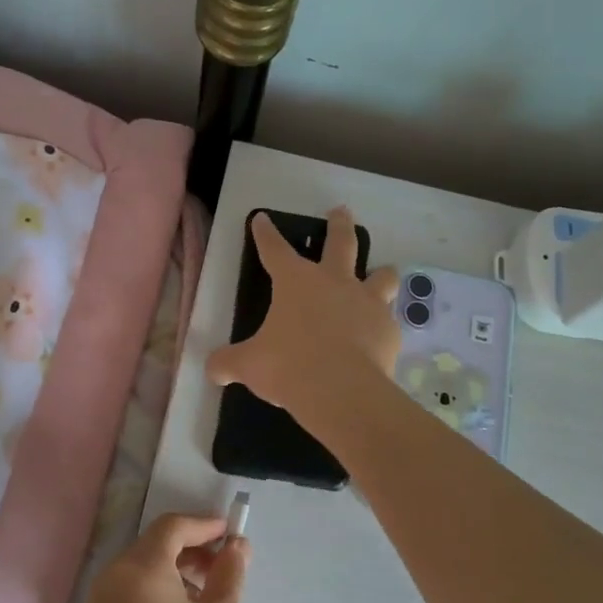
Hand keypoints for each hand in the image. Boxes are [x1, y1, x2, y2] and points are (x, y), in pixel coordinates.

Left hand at [72, 513, 250, 602]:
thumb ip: (229, 571)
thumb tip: (237, 545)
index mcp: (136, 572)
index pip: (170, 528)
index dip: (202, 526)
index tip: (229, 533)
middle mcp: (103, 586)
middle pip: (147, 551)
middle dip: (185, 553)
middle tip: (219, 568)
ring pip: (129, 580)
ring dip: (164, 579)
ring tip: (198, 600)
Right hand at [207, 205, 401, 418]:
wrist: (341, 391)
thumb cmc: (288, 367)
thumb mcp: (249, 365)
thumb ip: (229, 363)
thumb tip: (213, 368)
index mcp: (295, 282)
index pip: (274, 249)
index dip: (265, 233)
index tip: (262, 218)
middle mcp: (335, 282)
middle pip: (341, 242)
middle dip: (339, 224)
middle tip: (341, 211)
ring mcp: (367, 303)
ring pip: (382, 275)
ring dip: (381, 272)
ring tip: (382, 272)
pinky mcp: (389, 329)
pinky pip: (388, 320)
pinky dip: (382, 325)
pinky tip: (378, 337)